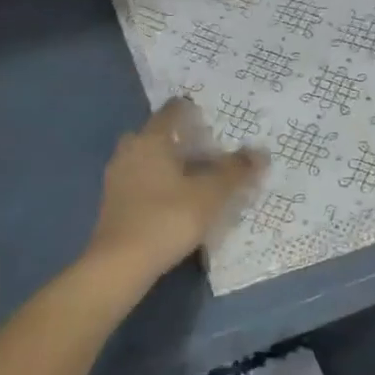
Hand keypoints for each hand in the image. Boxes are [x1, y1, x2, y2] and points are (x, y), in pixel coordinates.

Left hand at [88, 99, 265, 277]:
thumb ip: (236, 171)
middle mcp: (130, 151)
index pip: (172, 111)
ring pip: (147, 158)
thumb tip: (260, 152)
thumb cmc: (168, 218)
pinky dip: (158, 183)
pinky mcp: (113, 202)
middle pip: (157, 134)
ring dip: (169, 163)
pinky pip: (140, 180)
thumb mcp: (211, 195)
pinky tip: (176, 201)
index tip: (213, 120)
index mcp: (151, 140)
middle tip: (208, 151)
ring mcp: (117, 177)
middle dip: (181, 139)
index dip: (193, 111)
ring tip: (196, 178)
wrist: (120, 264)